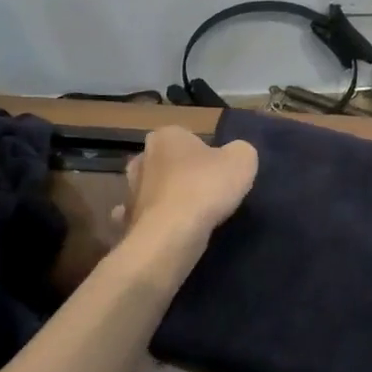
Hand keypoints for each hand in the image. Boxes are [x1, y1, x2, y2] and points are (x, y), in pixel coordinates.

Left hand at [113, 127, 258, 253]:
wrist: (171, 235)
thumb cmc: (205, 187)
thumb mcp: (242, 159)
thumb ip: (240, 151)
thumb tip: (234, 155)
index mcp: (166, 136)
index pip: (186, 137)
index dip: (204, 152)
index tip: (218, 169)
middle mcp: (142, 159)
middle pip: (167, 163)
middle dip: (181, 173)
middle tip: (206, 189)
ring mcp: (131, 192)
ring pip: (155, 191)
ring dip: (169, 199)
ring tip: (194, 214)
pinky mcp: (129, 223)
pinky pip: (148, 218)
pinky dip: (160, 223)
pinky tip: (176, 232)